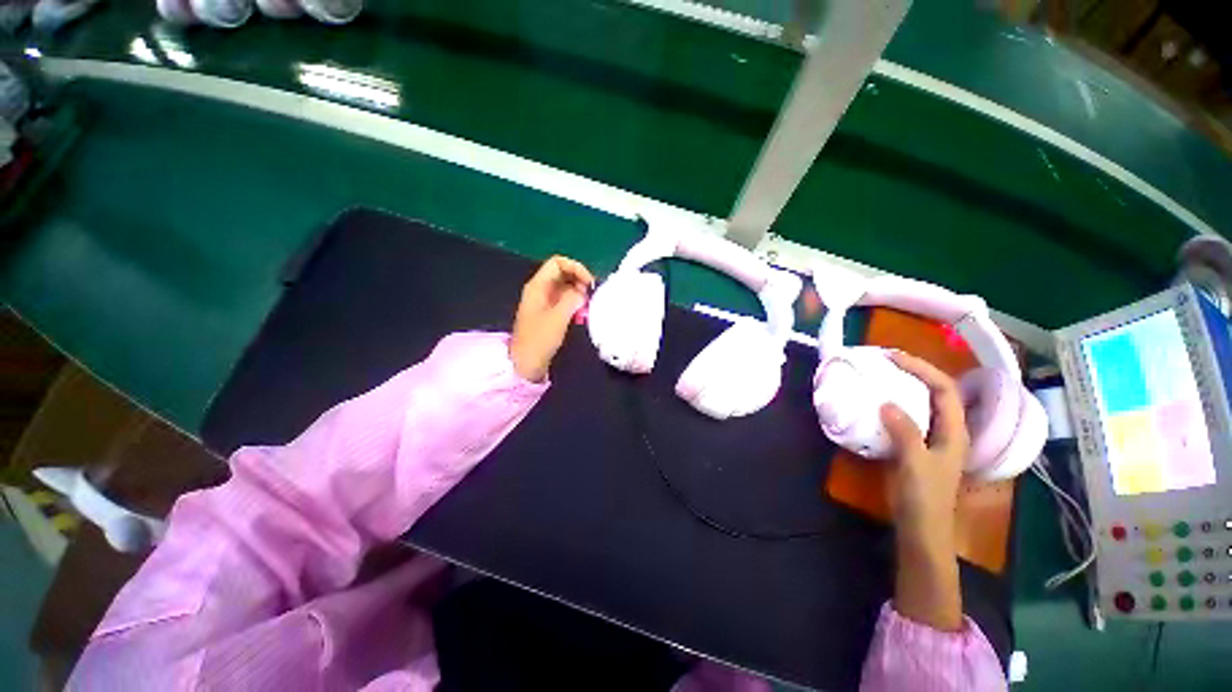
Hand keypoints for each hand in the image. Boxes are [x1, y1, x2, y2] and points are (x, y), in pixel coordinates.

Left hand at [509, 256, 593, 382]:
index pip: (558, 263)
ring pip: (565, 287)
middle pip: (563, 273)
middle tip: (590, 296)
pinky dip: (575, 303)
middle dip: (579, 281)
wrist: (526, 363)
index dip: (576, 268)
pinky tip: (581, 315)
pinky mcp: (549, 313)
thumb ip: (572, 299)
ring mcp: (544, 301)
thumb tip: (583, 292)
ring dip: (579, 293)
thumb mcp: (558, 317)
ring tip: (587, 307)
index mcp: (538, 286)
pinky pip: (564, 300)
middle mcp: (540, 289)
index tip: (589, 283)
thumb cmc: (539, 339)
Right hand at [880, 350, 969, 631]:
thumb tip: (886, 403)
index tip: (893, 358)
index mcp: (955, 432)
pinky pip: (906, 417)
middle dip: (914, 372)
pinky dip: (892, 404)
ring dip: (903, 387)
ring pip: (921, 404)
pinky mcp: (915, 447)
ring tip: (879, 376)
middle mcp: (947, 430)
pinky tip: (875, 404)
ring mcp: (931, 439)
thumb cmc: (924, 499)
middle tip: (884, 362)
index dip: (923, 369)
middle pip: (936, 392)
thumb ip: (905, 433)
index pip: (945, 389)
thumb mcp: (915, 464)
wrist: (921, 530)